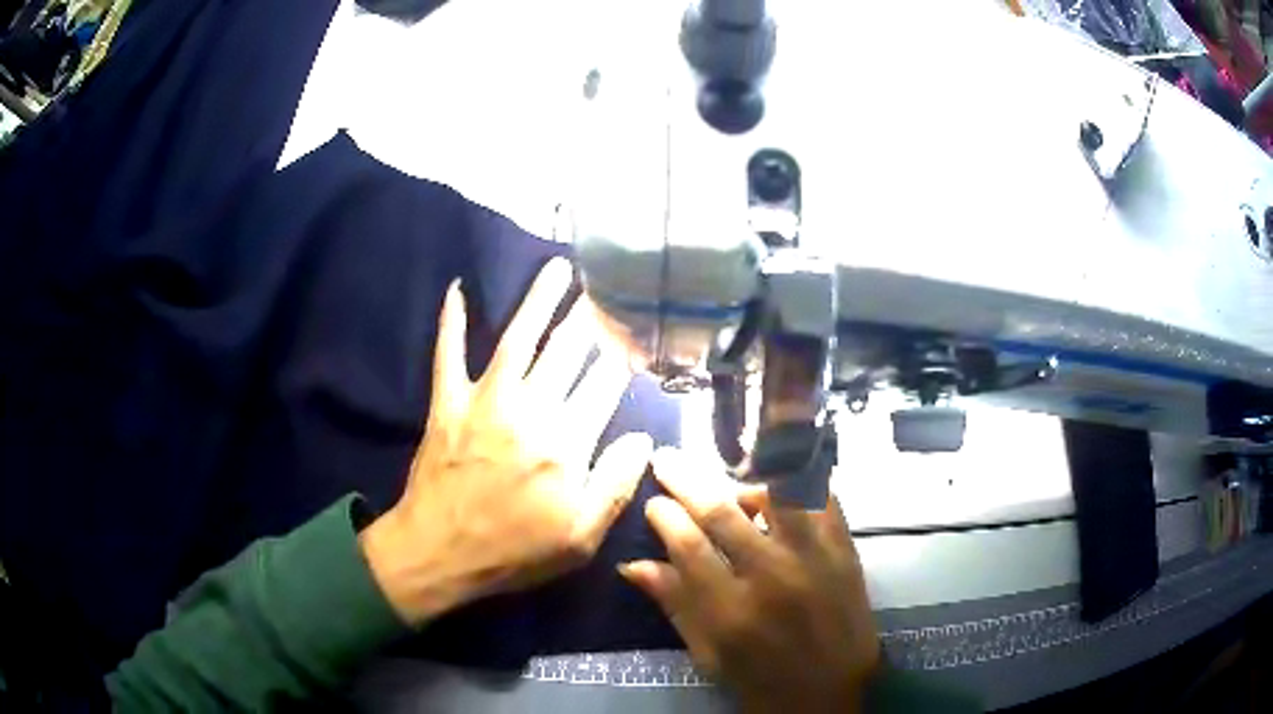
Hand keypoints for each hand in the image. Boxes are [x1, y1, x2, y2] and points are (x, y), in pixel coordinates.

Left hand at [361, 258, 653, 625]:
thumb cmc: (515, 551)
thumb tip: (642, 439)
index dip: (622, 359)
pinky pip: (448, 354)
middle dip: (591, 319)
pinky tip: (455, 290)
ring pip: (519, 339)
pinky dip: (451, 322)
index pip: (604, 385)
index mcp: (567, 443)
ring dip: (539, 300)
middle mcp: (530, 410)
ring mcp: (485, 401)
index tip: (634, 339)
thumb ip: (615, 486)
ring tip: (558, 268)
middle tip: (607, 290)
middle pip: (568, 352)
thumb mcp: (580, 539)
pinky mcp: (448, 403)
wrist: (439, 553)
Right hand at [620, 448, 880, 713]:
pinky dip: (798, 484)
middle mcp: (772, 577)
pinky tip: (782, 484)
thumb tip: (632, 565)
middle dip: (685, 479)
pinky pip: (822, 498)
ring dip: (744, 481)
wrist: (837, 693)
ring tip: (731, 484)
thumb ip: (675, 606)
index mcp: (730, 612)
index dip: (664, 515)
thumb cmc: (764, 682)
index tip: (653, 503)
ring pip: (775, 493)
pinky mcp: (845, 550)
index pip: (687, 545)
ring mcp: (814, 558)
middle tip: (666, 459)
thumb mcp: (710, 656)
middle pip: (721, 511)